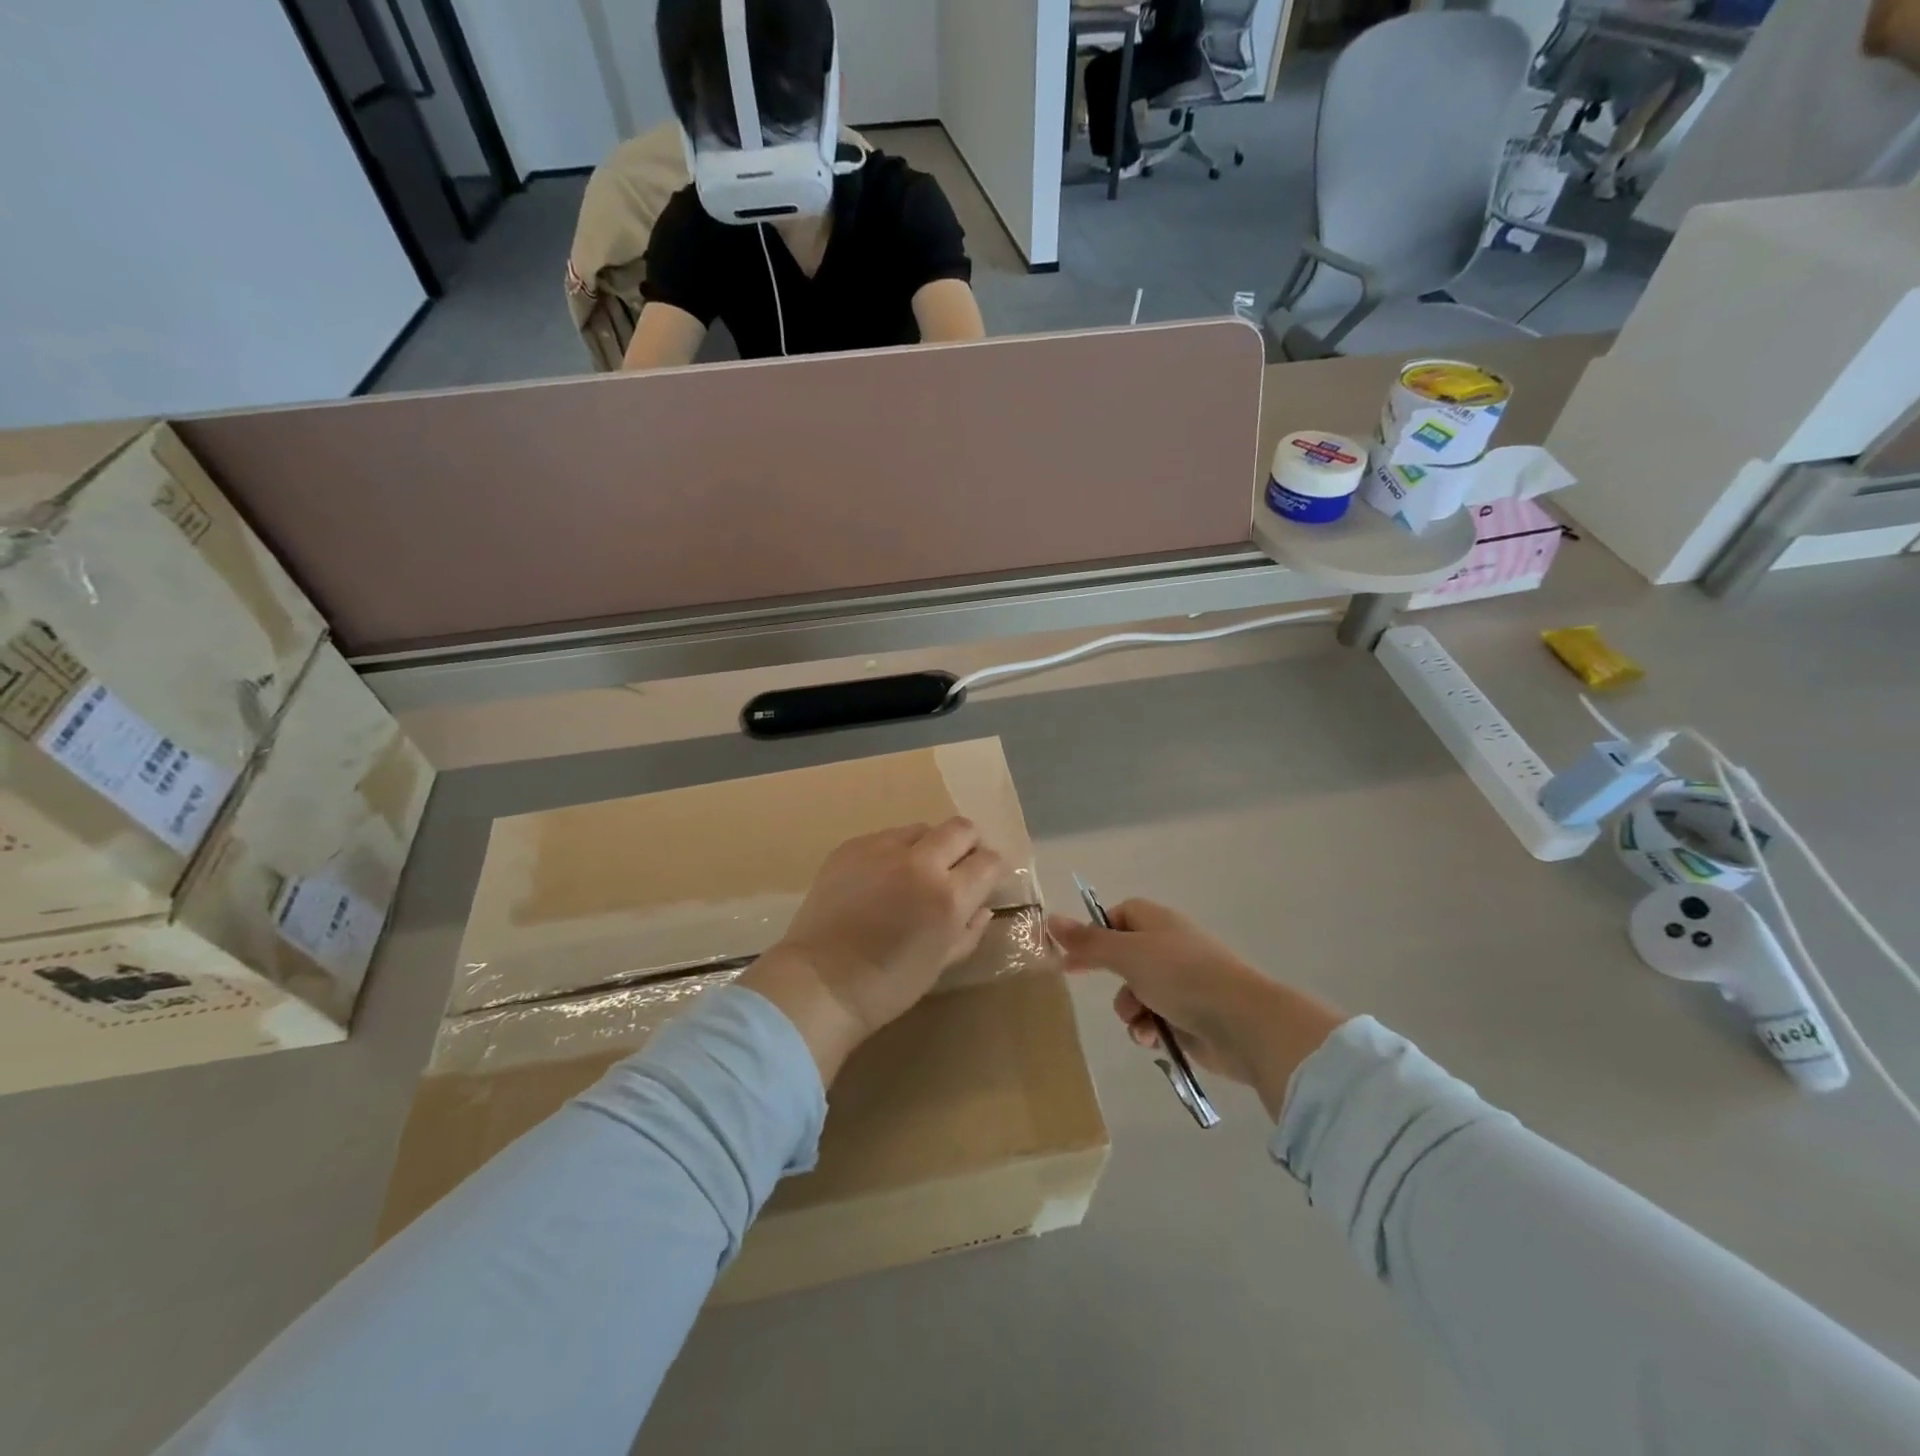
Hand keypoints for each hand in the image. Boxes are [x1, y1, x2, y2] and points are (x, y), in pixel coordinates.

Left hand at [741, 819, 1003, 1084]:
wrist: (819, 982)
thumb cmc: (887, 985)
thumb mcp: (941, 964)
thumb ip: (969, 930)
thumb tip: (982, 906)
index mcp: (947, 897)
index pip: (988, 861)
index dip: (993, 868)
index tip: (986, 878)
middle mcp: (920, 863)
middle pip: (961, 828)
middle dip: (968, 844)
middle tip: (959, 866)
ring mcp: (881, 849)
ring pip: (921, 828)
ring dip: (929, 845)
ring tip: (915, 872)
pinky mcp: (851, 846)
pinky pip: (885, 837)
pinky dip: (894, 852)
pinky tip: (881, 878)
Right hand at [1050, 899, 1348, 1120]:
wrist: (1243, 1023)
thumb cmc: (1183, 977)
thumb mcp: (1128, 954)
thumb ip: (1088, 941)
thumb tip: (1049, 919)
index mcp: (1158, 923)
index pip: (1119, 915)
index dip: (1096, 932)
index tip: (1073, 952)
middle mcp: (1169, 948)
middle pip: (1124, 957)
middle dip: (1111, 977)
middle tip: (1087, 984)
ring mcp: (1181, 984)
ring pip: (1136, 993)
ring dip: (1130, 1010)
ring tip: (1139, 1022)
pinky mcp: (1189, 1017)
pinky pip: (1154, 1019)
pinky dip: (1149, 1029)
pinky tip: (1152, 1039)